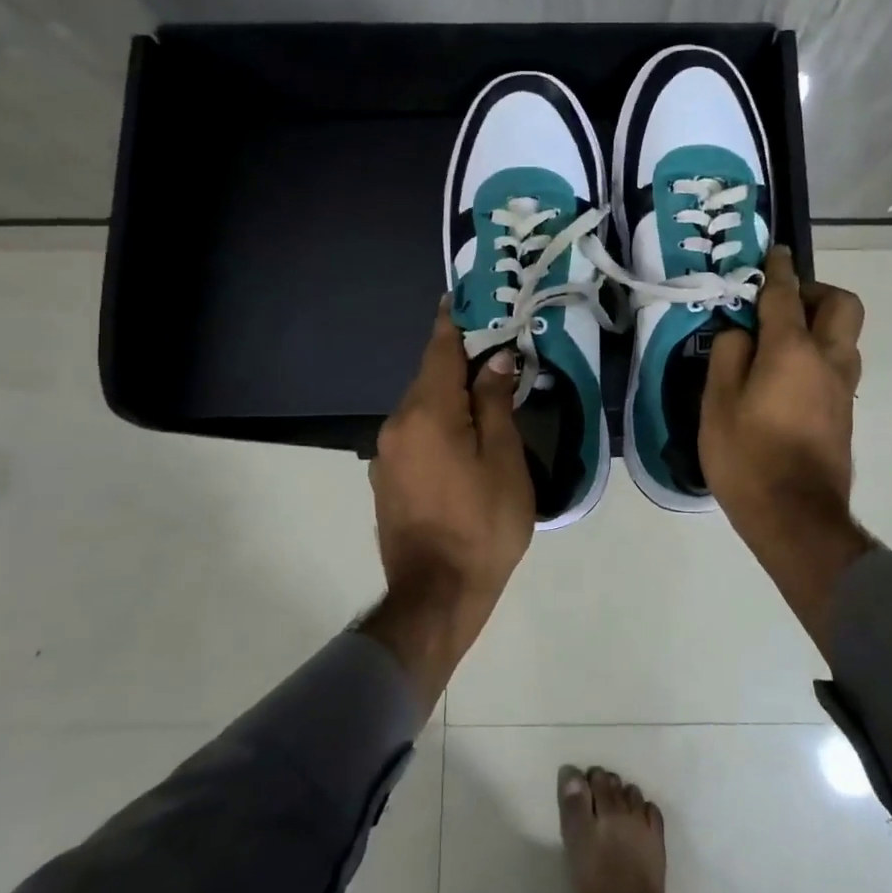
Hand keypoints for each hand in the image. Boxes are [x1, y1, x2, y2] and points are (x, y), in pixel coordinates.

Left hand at [361, 299, 533, 708]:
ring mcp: (388, 453)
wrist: (436, 596)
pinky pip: (416, 433)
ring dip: (451, 393)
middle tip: (497, 346)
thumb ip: (495, 404)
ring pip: (423, 406)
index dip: (454, 320)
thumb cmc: (482, 525)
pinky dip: (440, 421)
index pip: (439, 349)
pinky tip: (465, 434)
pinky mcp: (389, 478)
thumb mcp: (503, 461)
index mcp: (427, 414)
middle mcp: (397, 424)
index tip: (466, 296)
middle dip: (461, 359)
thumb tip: (495, 360)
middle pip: (430, 376)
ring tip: (487, 390)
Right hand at [701, 246, 872, 650]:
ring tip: (778, 341)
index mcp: (793, 351)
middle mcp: (828, 361)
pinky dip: (818, 354)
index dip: (778, 270)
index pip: (786, 295)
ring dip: (818, 324)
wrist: (796, 518)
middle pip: (842, 305)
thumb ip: (728, 356)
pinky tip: (786, 375)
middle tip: (781, 304)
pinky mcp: (844, 413)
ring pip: (844, 336)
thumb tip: (740, 333)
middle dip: (816, 292)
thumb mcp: (716, 404)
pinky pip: (837, 364)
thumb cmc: (748, 458)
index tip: (776, 252)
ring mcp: (842, 389)